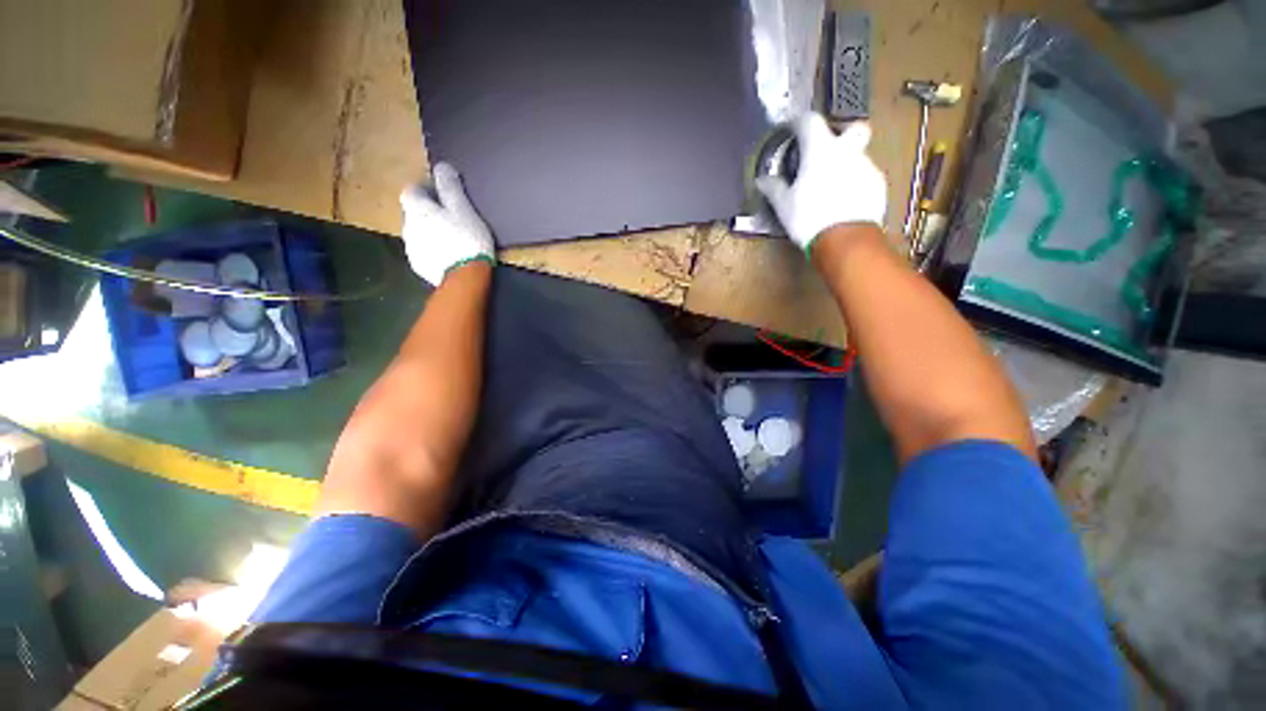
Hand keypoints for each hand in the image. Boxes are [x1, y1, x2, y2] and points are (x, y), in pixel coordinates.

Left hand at [400, 162, 495, 286]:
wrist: (464, 277)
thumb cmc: (466, 239)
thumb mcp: (463, 209)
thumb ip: (450, 187)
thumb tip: (442, 166)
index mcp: (417, 209)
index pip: (411, 190)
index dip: (425, 190)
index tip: (442, 196)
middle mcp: (408, 226)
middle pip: (414, 212)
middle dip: (428, 212)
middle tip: (451, 219)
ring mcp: (412, 247)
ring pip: (418, 233)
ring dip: (430, 232)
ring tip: (452, 239)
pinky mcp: (419, 265)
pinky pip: (423, 251)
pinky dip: (433, 250)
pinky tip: (449, 255)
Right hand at [756, 114, 887, 252]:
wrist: (844, 238)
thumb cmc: (809, 218)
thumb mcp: (783, 205)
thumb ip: (773, 188)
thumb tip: (762, 180)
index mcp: (820, 150)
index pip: (809, 121)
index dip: (798, 122)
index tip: (792, 128)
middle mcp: (846, 151)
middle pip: (852, 128)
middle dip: (842, 134)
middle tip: (828, 151)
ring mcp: (866, 167)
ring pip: (858, 155)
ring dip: (846, 164)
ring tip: (831, 187)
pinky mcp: (877, 185)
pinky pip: (865, 176)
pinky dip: (854, 183)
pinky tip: (843, 202)